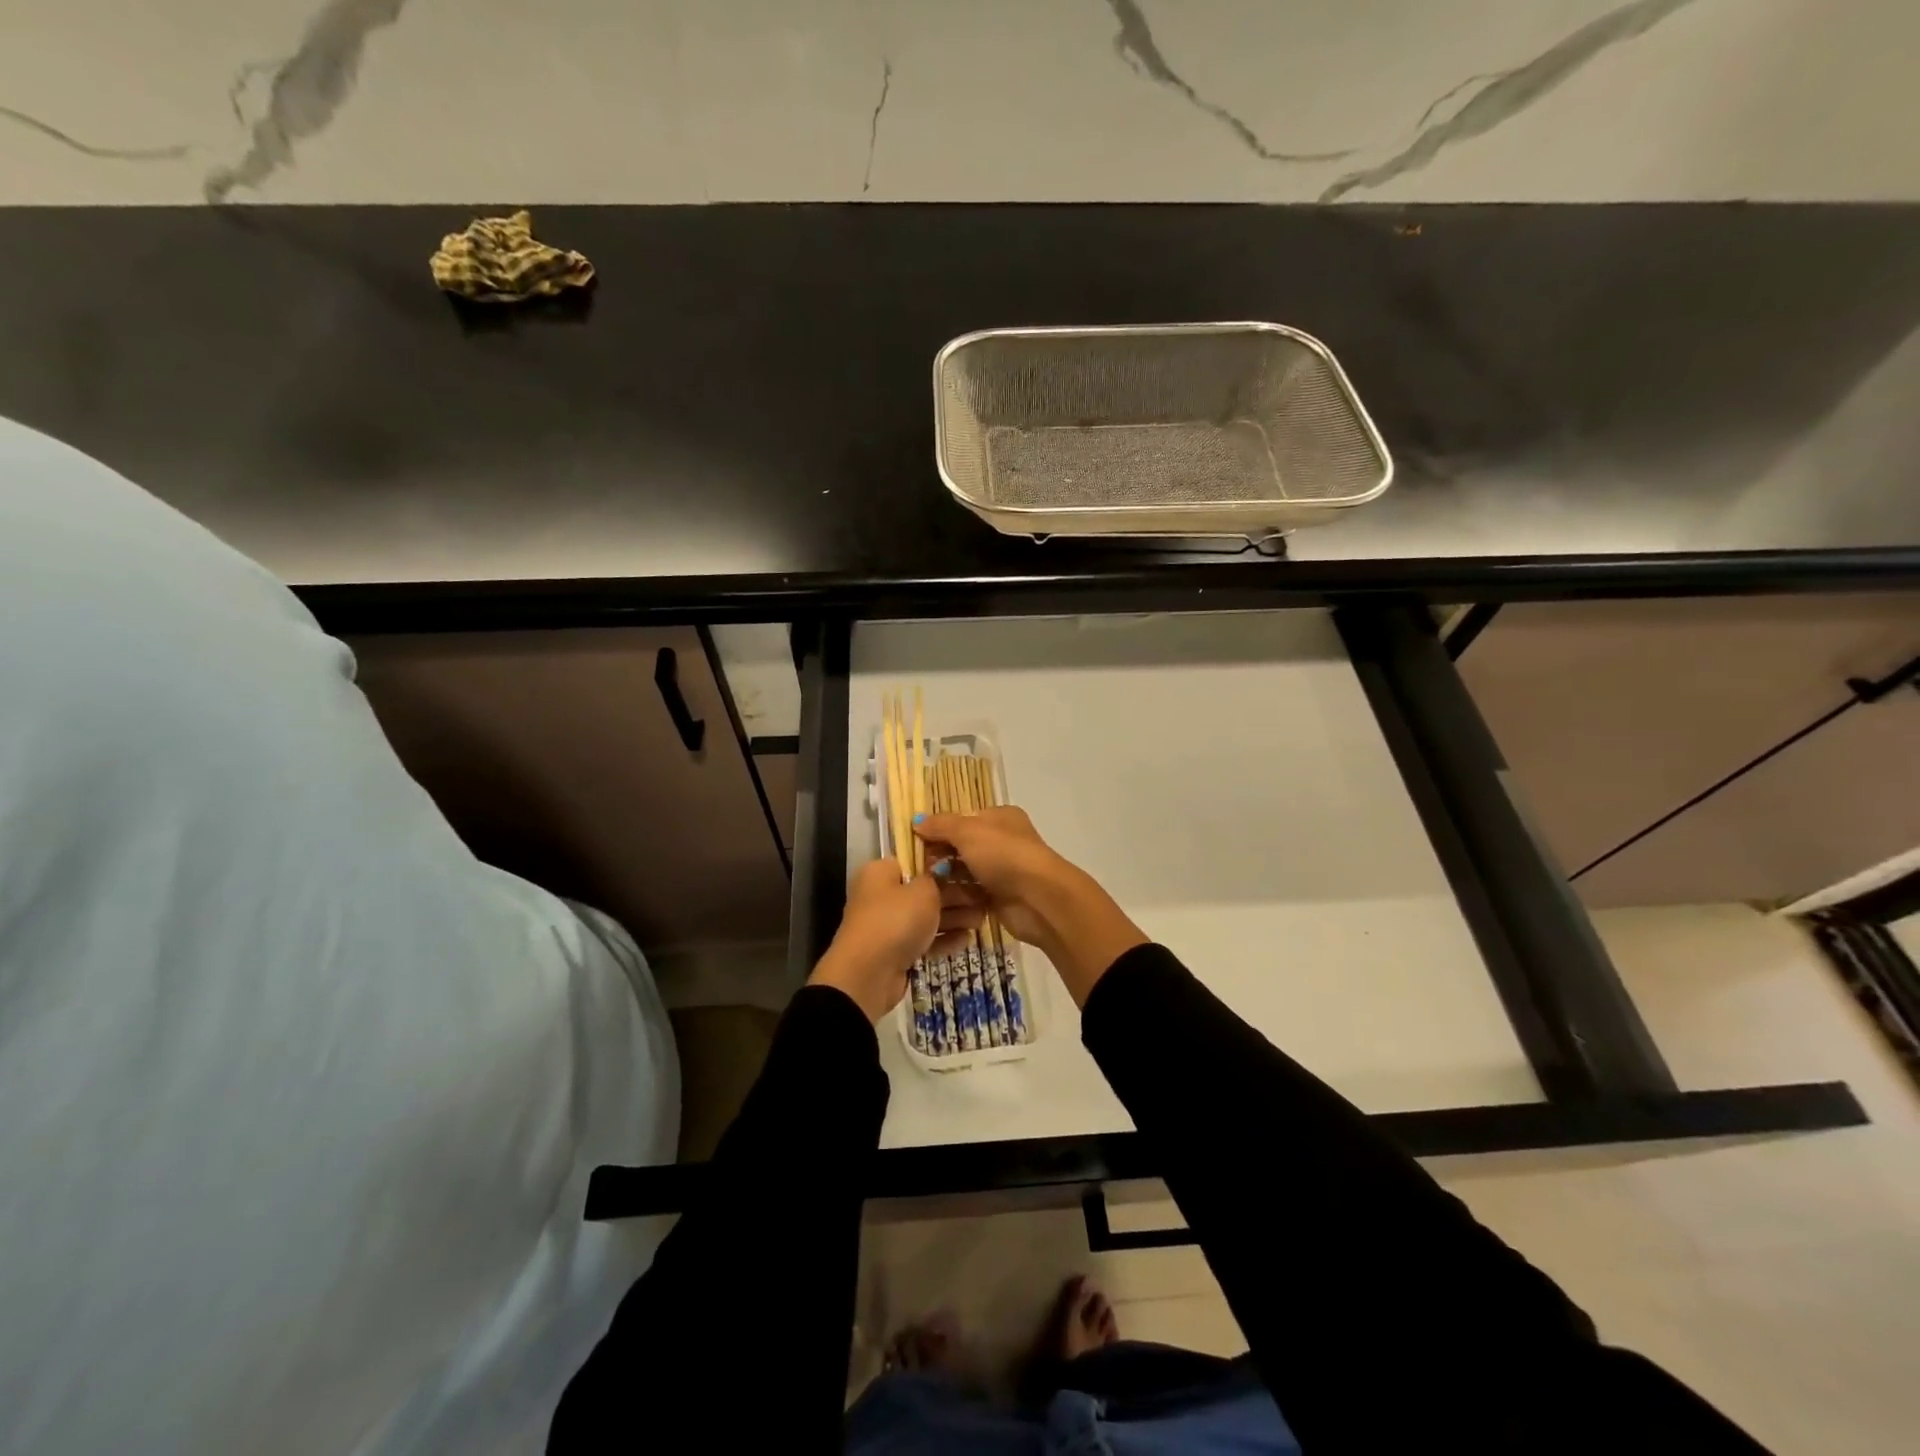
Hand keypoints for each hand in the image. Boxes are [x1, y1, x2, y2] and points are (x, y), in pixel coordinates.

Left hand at [809, 859, 984, 1022]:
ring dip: (953, 918)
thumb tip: (944, 868)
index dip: (943, 863)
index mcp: (881, 872)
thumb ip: (938, 878)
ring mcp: (887, 925)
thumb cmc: (895, 919)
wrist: (867, 974)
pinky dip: (942, 940)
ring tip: (981, 920)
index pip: (915, 860)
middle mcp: (881, 895)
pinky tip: (966, 940)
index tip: (971, 868)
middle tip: (984, 898)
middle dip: (955, 895)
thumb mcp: (923, 891)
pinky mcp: (894, 951)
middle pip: (923, 890)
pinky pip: (922, 940)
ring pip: (925, 917)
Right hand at [912, 807, 1146, 1006]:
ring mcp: (1002, 871)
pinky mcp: (999, 898)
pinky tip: (940, 903)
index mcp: (999, 818)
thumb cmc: (1004, 855)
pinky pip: (971, 894)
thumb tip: (916, 821)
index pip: (961, 820)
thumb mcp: (969, 831)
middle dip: (939, 856)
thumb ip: (941, 825)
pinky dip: (958, 897)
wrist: (1039, 899)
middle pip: (961, 847)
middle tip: (918, 869)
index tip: (914, 843)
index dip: (938, 830)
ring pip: (965, 872)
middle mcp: (1002, 842)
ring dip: (946, 879)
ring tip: (925, 887)